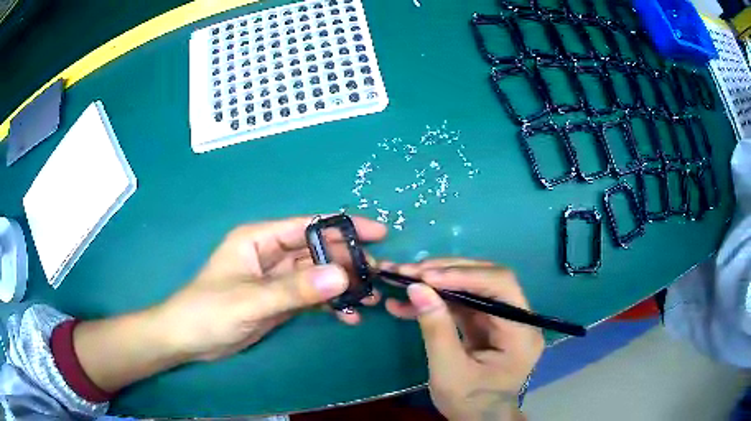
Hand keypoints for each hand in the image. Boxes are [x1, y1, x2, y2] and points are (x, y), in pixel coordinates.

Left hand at [157, 216, 387, 360]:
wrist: (188, 340)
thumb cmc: (208, 311)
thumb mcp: (251, 301)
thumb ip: (294, 289)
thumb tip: (341, 276)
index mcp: (259, 239)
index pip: (307, 226)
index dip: (343, 227)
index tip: (378, 234)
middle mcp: (270, 255)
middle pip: (317, 251)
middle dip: (347, 261)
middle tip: (378, 275)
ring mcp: (276, 280)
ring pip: (317, 275)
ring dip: (342, 285)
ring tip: (369, 298)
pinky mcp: (279, 301)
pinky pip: (311, 297)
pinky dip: (330, 304)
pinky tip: (348, 315)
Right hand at [383, 259, 543, 420]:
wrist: (478, 420)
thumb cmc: (469, 402)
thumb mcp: (448, 371)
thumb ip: (436, 329)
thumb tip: (416, 288)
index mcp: (521, 332)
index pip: (501, 286)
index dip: (464, 275)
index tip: (425, 276)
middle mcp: (518, 318)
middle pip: (487, 279)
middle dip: (447, 272)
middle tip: (409, 271)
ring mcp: (503, 320)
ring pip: (472, 287)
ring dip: (437, 282)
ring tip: (402, 280)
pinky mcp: (487, 324)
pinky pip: (463, 303)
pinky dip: (436, 300)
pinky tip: (407, 304)